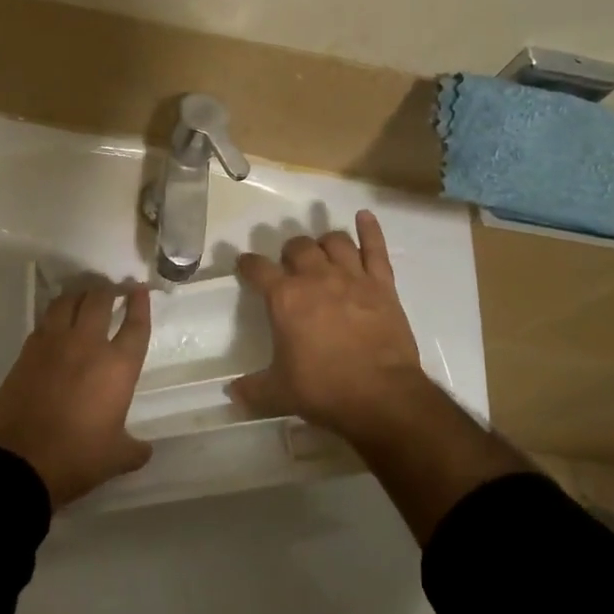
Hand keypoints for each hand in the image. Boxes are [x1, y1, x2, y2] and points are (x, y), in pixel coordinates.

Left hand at [0, 281, 153, 509]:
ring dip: (78, 295)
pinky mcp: (27, 351)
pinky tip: (56, 322)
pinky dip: (54, 315)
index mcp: (117, 366)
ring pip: (67, 302)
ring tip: (83, 296)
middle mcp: (87, 345)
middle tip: (112, 289)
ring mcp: (53, 344)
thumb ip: (134, 449)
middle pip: (99, 300)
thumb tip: (144, 449)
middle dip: (108, 290)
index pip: (135, 325)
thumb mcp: (115, 458)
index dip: (140, 304)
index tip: (140, 289)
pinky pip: (44, 321)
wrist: (19, 461)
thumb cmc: (76, 458)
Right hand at [235, 211, 533, 542]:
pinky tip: (364, 217)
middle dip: (289, 251)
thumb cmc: (323, 390)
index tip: (244, 265)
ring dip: (324, 242)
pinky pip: (375, 248)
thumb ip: (252, 390)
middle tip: (288, 264)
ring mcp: (352, 277)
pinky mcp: (382, 284)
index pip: (257, 269)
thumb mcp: (279, 393)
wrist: (381, 396)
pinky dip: (370, 230)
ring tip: (321, 251)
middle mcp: (316, 278)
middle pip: (298, 246)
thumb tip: (231, 393)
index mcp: (285, 298)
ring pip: (335, 241)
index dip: (247, 265)